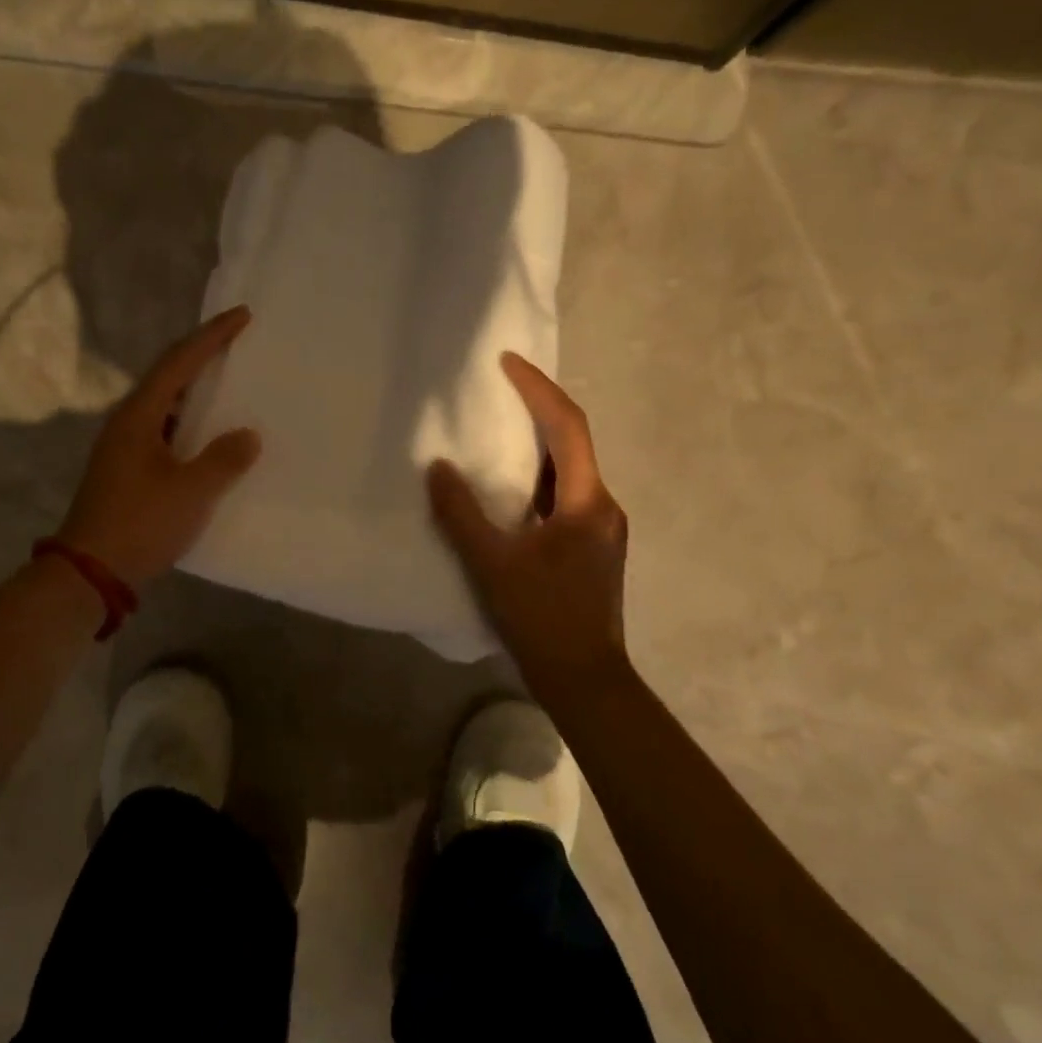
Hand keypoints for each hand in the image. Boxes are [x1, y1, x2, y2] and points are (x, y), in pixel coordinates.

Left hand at [57, 306, 261, 586]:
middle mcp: (128, 422)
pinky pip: (166, 431)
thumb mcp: (191, 491)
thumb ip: (224, 459)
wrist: (89, 572)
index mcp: (140, 415)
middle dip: (203, 356)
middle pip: (169, 376)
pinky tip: (211, 437)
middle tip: (238, 344)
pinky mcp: (128, 469)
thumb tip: (248, 435)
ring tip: (230, 385)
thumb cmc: (140, 523)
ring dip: (196, 392)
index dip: (212, 336)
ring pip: (166, 405)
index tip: (242, 316)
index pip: (179, 361)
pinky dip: (191, 424)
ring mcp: (124, 446)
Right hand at [427, 352, 628, 700]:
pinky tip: (510, 487)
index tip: (508, 362)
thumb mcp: (492, 563)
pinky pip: (565, 494)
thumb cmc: (541, 618)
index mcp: (587, 501)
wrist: (585, 679)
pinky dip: (538, 476)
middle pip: (573, 442)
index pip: (567, 427)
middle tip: (501, 387)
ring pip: (570, 470)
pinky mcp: (592, 546)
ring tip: (499, 428)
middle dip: (539, 409)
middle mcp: (603, 506)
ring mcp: (602, 528)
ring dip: (538, 444)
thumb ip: (461, 513)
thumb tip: (437, 468)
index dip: (538, 389)